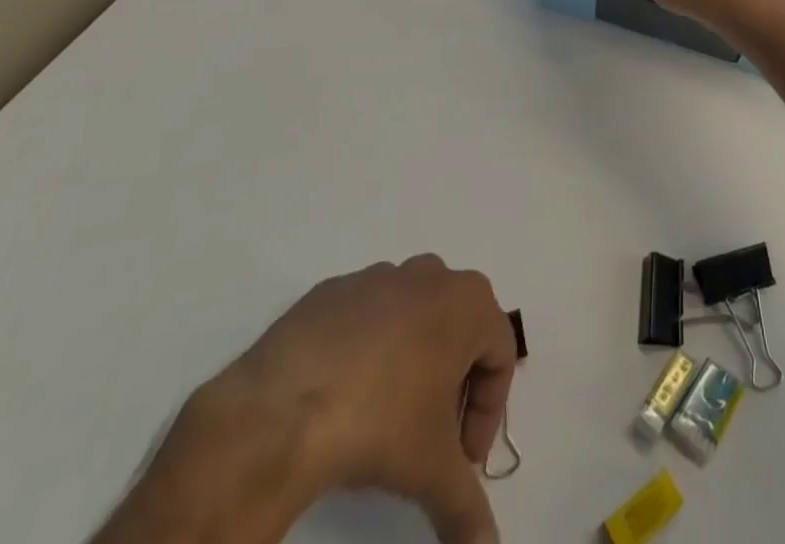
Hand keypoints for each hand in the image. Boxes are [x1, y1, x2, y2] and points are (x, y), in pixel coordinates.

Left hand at [101, 257, 515, 543]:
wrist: (284, 407)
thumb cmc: (380, 422)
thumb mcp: (433, 472)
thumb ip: (468, 511)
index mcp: (467, 301)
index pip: (500, 355)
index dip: (488, 413)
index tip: (461, 460)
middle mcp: (430, 274)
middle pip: (460, 332)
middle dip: (453, 386)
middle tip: (431, 440)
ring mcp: (379, 276)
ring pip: (413, 320)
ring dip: (413, 365)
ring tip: (385, 421)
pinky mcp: (334, 290)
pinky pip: (366, 319)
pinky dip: (368, 354)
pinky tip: (344, 399)